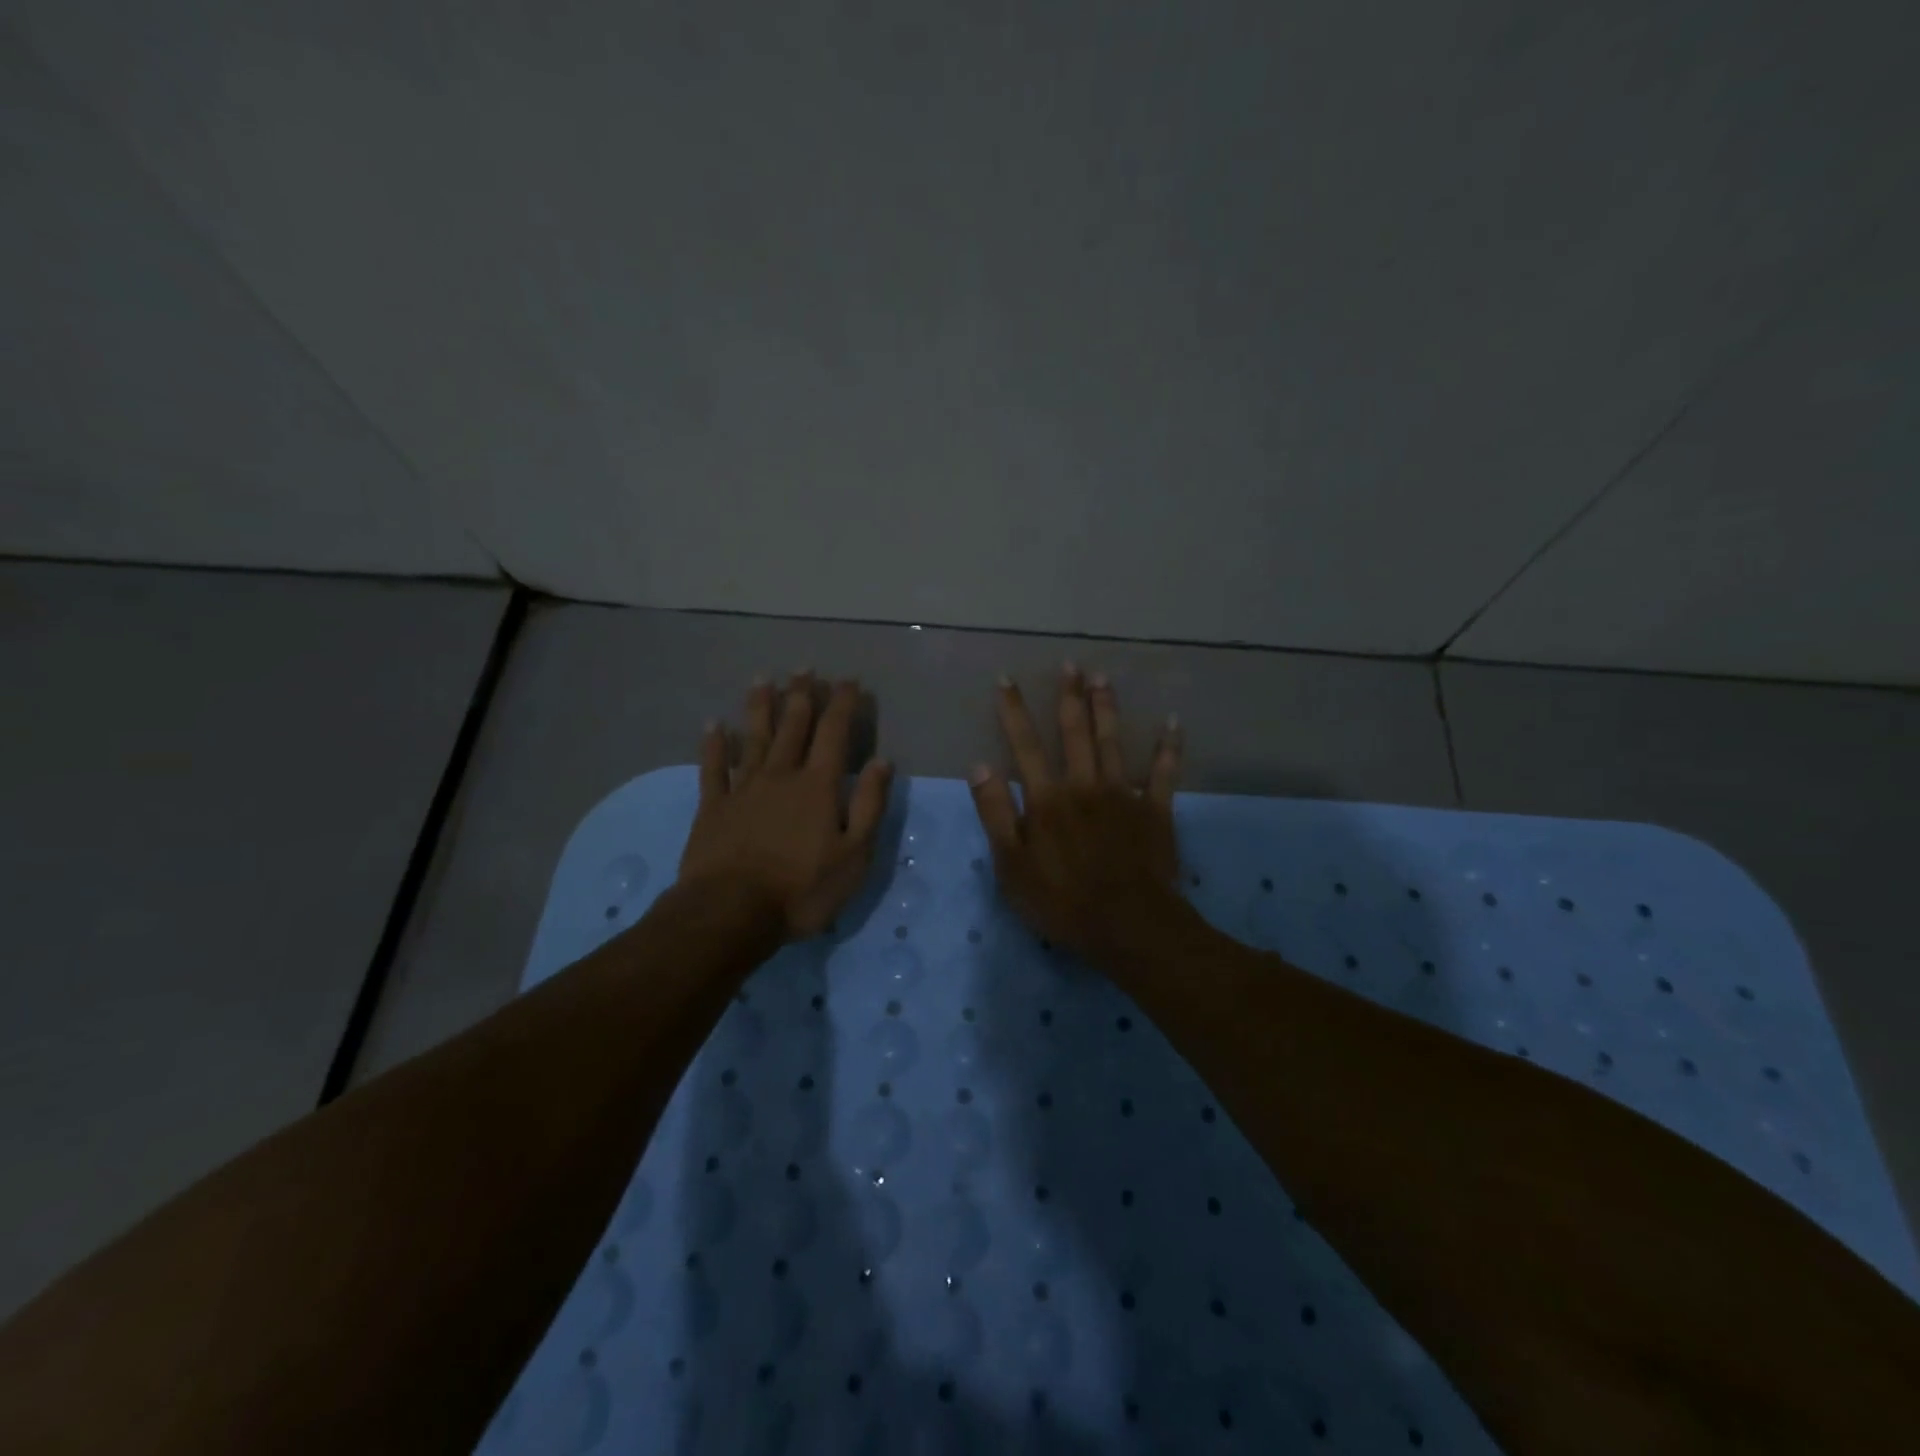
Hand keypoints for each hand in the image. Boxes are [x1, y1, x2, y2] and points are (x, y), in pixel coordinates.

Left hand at [678, 673, 893, 939]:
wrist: (732, 912)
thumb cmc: (802, 888)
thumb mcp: (854, 855)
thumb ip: (870, 805)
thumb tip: (882, 762)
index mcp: (818, 786)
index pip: (834, 733)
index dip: (843, 704)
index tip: (849, 681)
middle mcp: (781, 775)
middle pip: (793, 727)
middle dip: (802, 695)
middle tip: (805, 668)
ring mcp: (743, 789)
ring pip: (754, 738)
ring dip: (760, 707)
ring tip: (763, 679)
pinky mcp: (713, 807)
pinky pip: (713, 768)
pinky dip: (714, 745)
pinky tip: (713, 725)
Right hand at [969, 665, 1185, 965]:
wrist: (1127, 925)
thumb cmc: (1060, 901)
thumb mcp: (1011, 865)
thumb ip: (995, 813)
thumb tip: (980, 765)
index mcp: (1046, 799)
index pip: (1024, 745)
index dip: (1013, 711)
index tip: (1007, 679)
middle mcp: (1084, 785)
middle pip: (1074, 732)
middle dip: (1070, 696)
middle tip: (1071, 664)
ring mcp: (1123, 795)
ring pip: (1113, 741)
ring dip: (1107, 708)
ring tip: (1104, 677)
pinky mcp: (1155, 810)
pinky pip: (1164, 772)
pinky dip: (1169, 747)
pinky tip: (1174, 722)